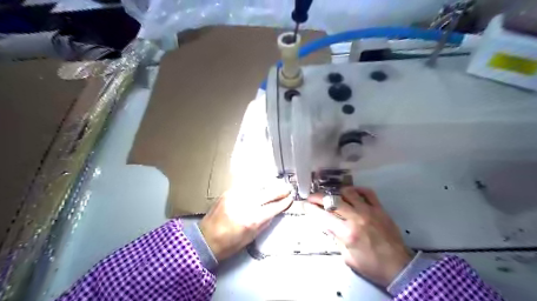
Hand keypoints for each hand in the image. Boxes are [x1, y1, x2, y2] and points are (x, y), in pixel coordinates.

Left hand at [199, 183, 292, 260]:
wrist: (205, 239)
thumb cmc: (229, 244)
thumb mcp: (251, 237)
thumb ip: (264, 222)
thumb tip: (275, 211)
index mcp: (252, 219)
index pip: (274, 207)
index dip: (284, 202)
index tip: (290, 199)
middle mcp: (245, 204)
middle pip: (268, 193)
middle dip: (280, 190)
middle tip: (287, 189)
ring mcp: (236, 195)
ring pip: (258, 185)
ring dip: (269, 185)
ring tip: (276, 185)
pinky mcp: (229, 191)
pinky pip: (247, 184)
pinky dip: (256, 185)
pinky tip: (261, 185)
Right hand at [306, 186, 411, 286]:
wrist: (399, 267)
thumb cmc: (371, 265)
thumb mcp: (348, 257)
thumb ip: (336, 239)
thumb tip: (328, 225)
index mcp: (347, 233)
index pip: (324, 216)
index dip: (312, 208)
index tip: (305, 204)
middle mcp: (356, 218)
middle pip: (333, 201)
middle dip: (319, 197)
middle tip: (313, 197)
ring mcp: (369, 211)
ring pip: (349, 192)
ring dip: (337, 192)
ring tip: (333, 195)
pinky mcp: (379, 209)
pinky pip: (367, 192)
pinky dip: (357, 190)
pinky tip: (352, 192)